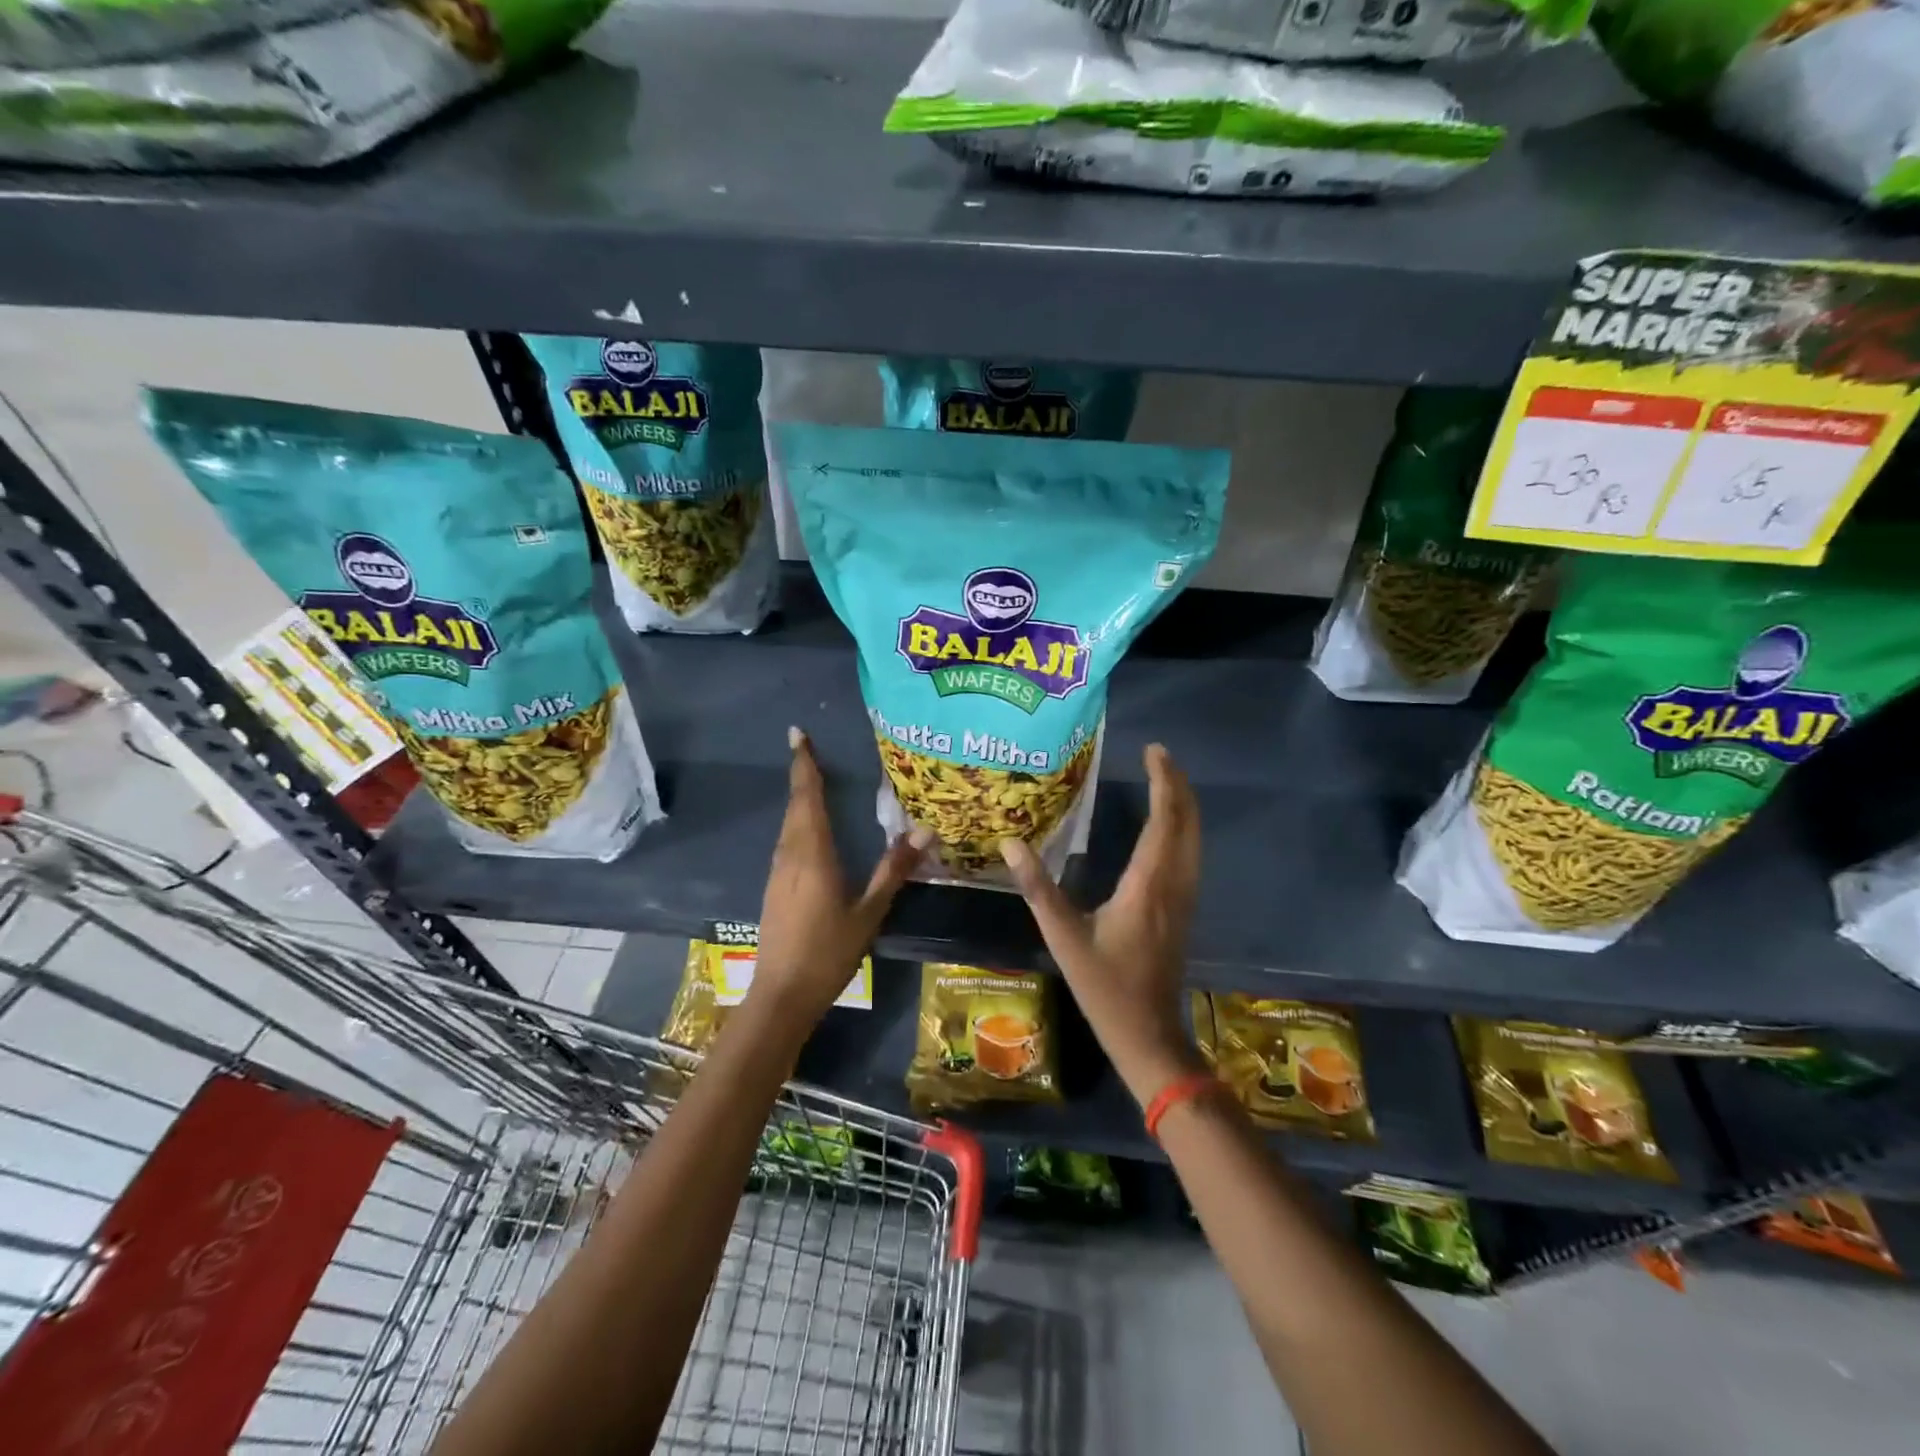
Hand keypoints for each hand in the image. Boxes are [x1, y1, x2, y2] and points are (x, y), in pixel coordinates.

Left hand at [752, 727, 930, 1022]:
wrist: (781, 995)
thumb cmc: (828, 953)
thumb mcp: (868, 912)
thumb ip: (894, 870)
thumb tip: (925, 832)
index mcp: (812, 855)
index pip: (806, 798)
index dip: (804, 765)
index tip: (798, 735)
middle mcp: (790, 855)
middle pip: (794, 806)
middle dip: (801, 775)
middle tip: (808, 749)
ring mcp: (777, 872)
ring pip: (788, 825)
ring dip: (799, 799)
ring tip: (813, 780)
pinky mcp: (774, 888)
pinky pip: (787, 842)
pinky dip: (798, 823)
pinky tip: (809, 830)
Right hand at [1000, 743, 1201, 1104]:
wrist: (1147, 1033)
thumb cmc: (1105, 986)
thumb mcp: (1064, 937)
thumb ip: (1038, 888)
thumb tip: (1010, 842)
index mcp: (1148, 884)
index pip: (1163, 820)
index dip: (1163, 782)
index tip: (1154, 751)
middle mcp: (1174, 883)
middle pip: (1187, 823)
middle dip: (1178, 784)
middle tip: (1159, 755)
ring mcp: (1185, 898)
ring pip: (1194, 839)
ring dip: (1184, 805)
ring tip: (1166, 779)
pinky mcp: (1184, 909)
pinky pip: (1191, 854)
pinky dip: (1184, 828)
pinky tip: (1169, 827)